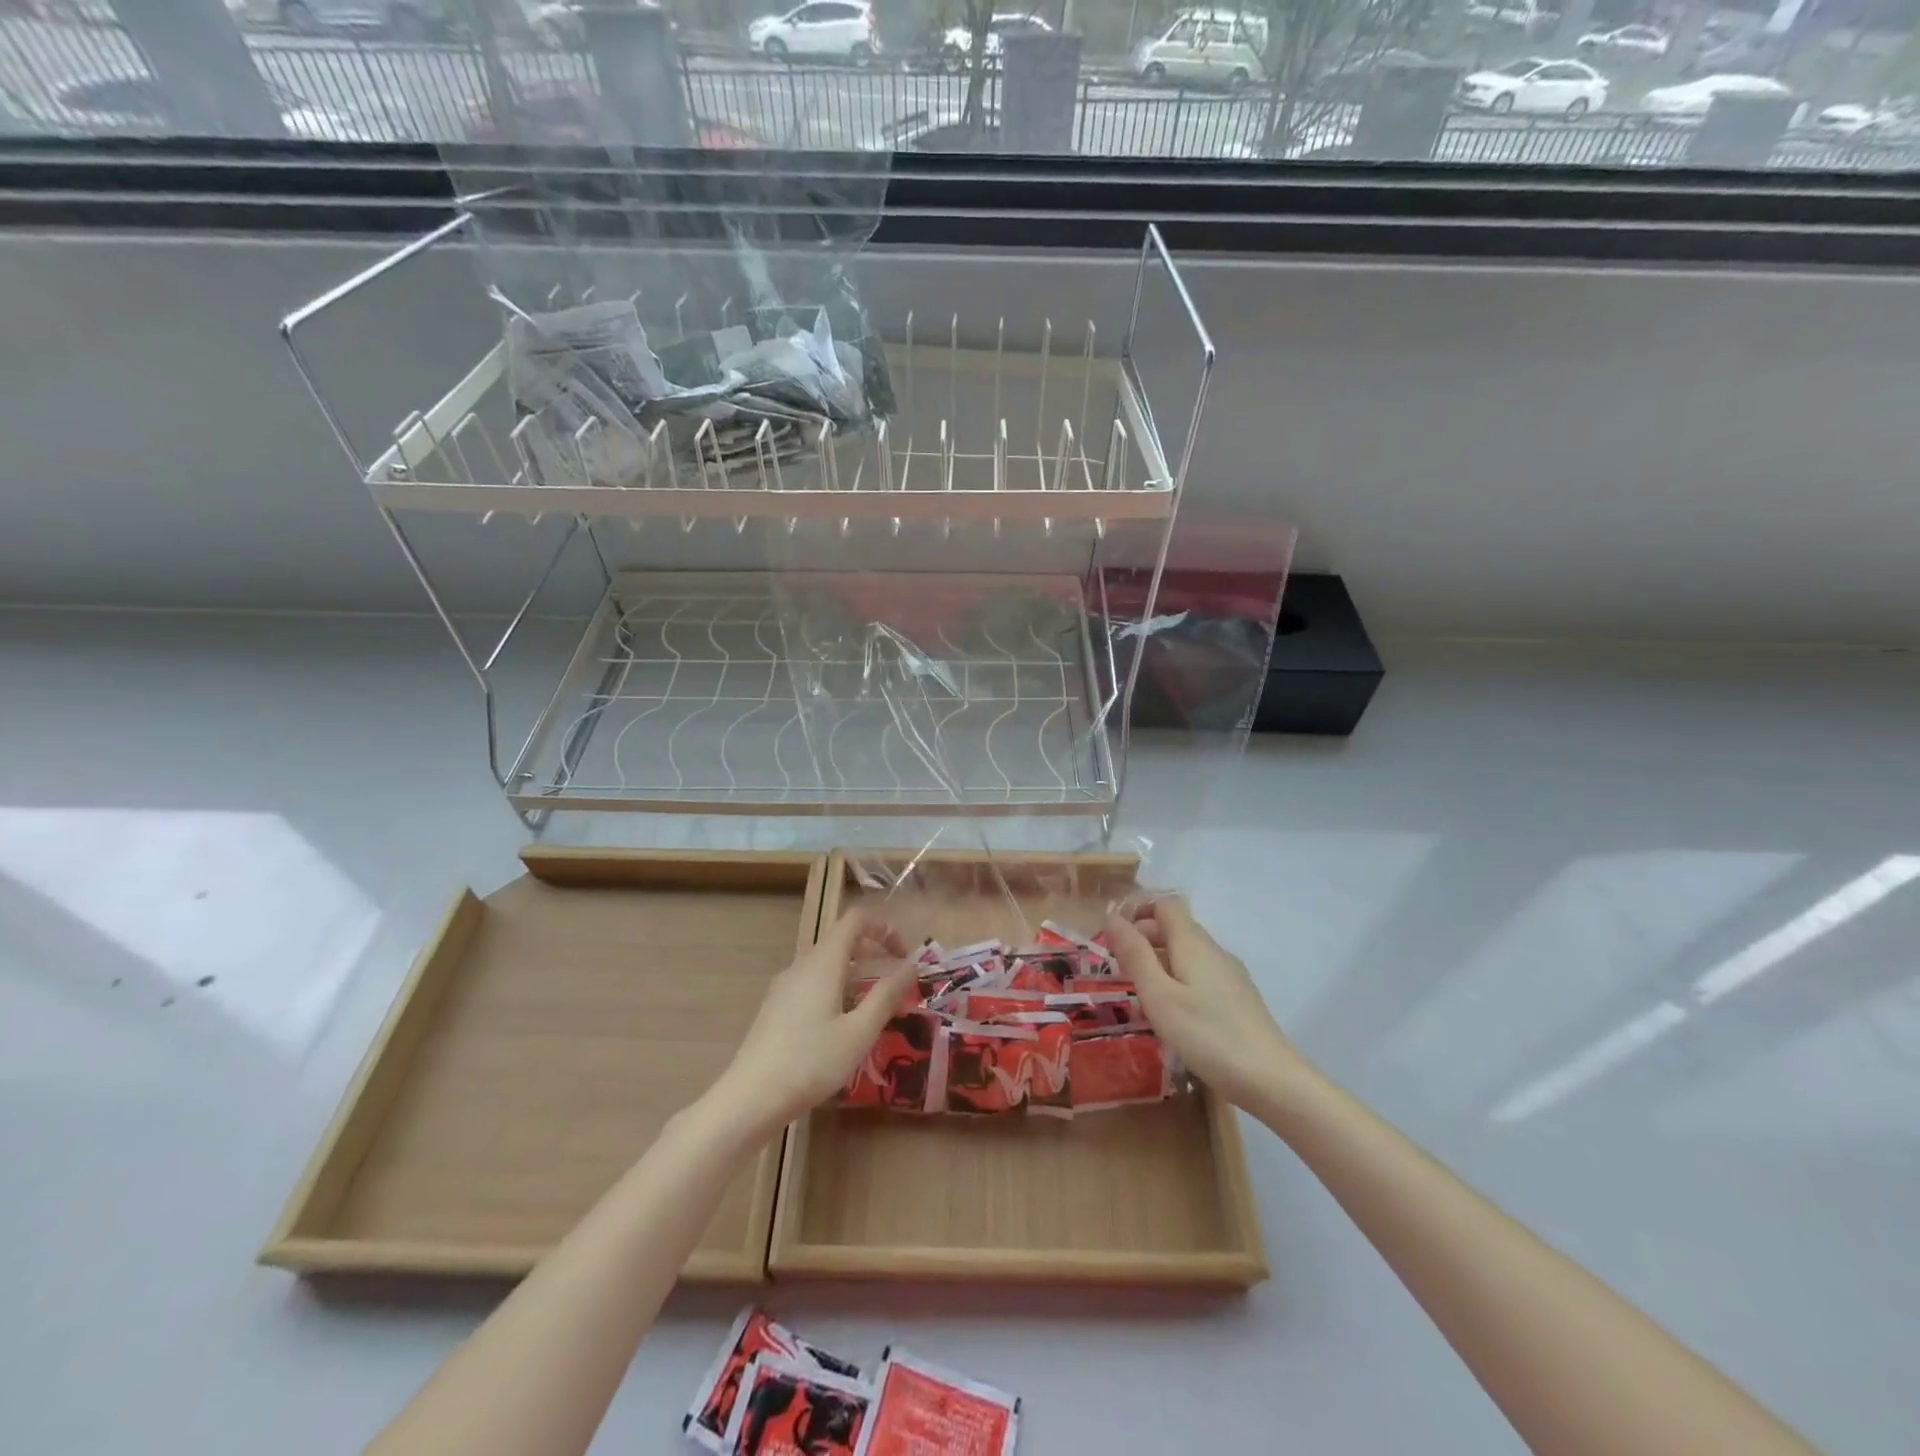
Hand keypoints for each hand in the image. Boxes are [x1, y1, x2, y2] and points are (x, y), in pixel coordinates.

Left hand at [711, 908, 915, 1132]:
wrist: (750, 1098)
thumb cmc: (811, 1062)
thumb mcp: (859, 1031)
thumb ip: (886, 995)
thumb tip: (911, 966)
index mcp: (823, 962)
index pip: (855, 920)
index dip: (884, 928)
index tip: (904, 956)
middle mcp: (802, 965)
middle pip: (842, 940)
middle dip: (874, 954)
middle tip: (898, 985)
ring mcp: (785, 986)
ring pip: (827, 964)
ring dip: (857, 975)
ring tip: (876, 1009)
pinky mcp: (776, 1007)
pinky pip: (813, 983)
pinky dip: (837, 989)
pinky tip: (844, 1026)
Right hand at [1104, 896, 1309, 1109]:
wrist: (1271, 1080)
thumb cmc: (1207, 1035)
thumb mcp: (1159, 996)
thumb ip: (1135, 955)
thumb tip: (1113, 918)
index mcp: (1192, 943)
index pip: (1165, 905)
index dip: (1137, 911)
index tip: (1113, 936)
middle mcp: (1214, 950)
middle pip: (1175, 927)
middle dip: (1144, 939)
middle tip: (1118, 968)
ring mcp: (1230, 975)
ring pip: (1188, 953)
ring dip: (1160, 961)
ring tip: (1140, 992)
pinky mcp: (1239, 998)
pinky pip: (1201, 974)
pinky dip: (1180, 979)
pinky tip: (1173, 1012)